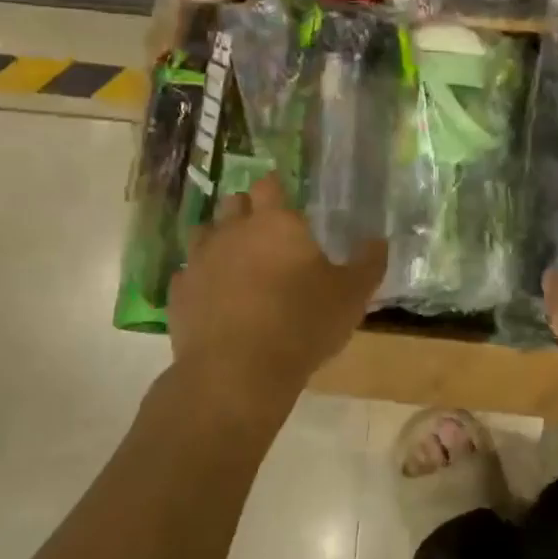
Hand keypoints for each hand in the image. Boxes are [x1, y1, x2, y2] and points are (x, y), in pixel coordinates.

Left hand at [169, 175, 386, 410]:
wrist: (237, 372)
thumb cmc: (302, 324)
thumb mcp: (352, 296)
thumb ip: (368, 264)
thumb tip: (379, 241)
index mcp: (275, 223)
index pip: (270, 186)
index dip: (276, 189)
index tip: (284, 199)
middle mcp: (232, 231)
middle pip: (233, 203)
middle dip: (247, 211)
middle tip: (265, 232)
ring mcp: (200, 260)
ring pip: (204, 234)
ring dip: (219, 240)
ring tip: (236, 262)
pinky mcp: (179, 293)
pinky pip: (188, 274)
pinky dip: (201, 279)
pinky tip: (213, 297)